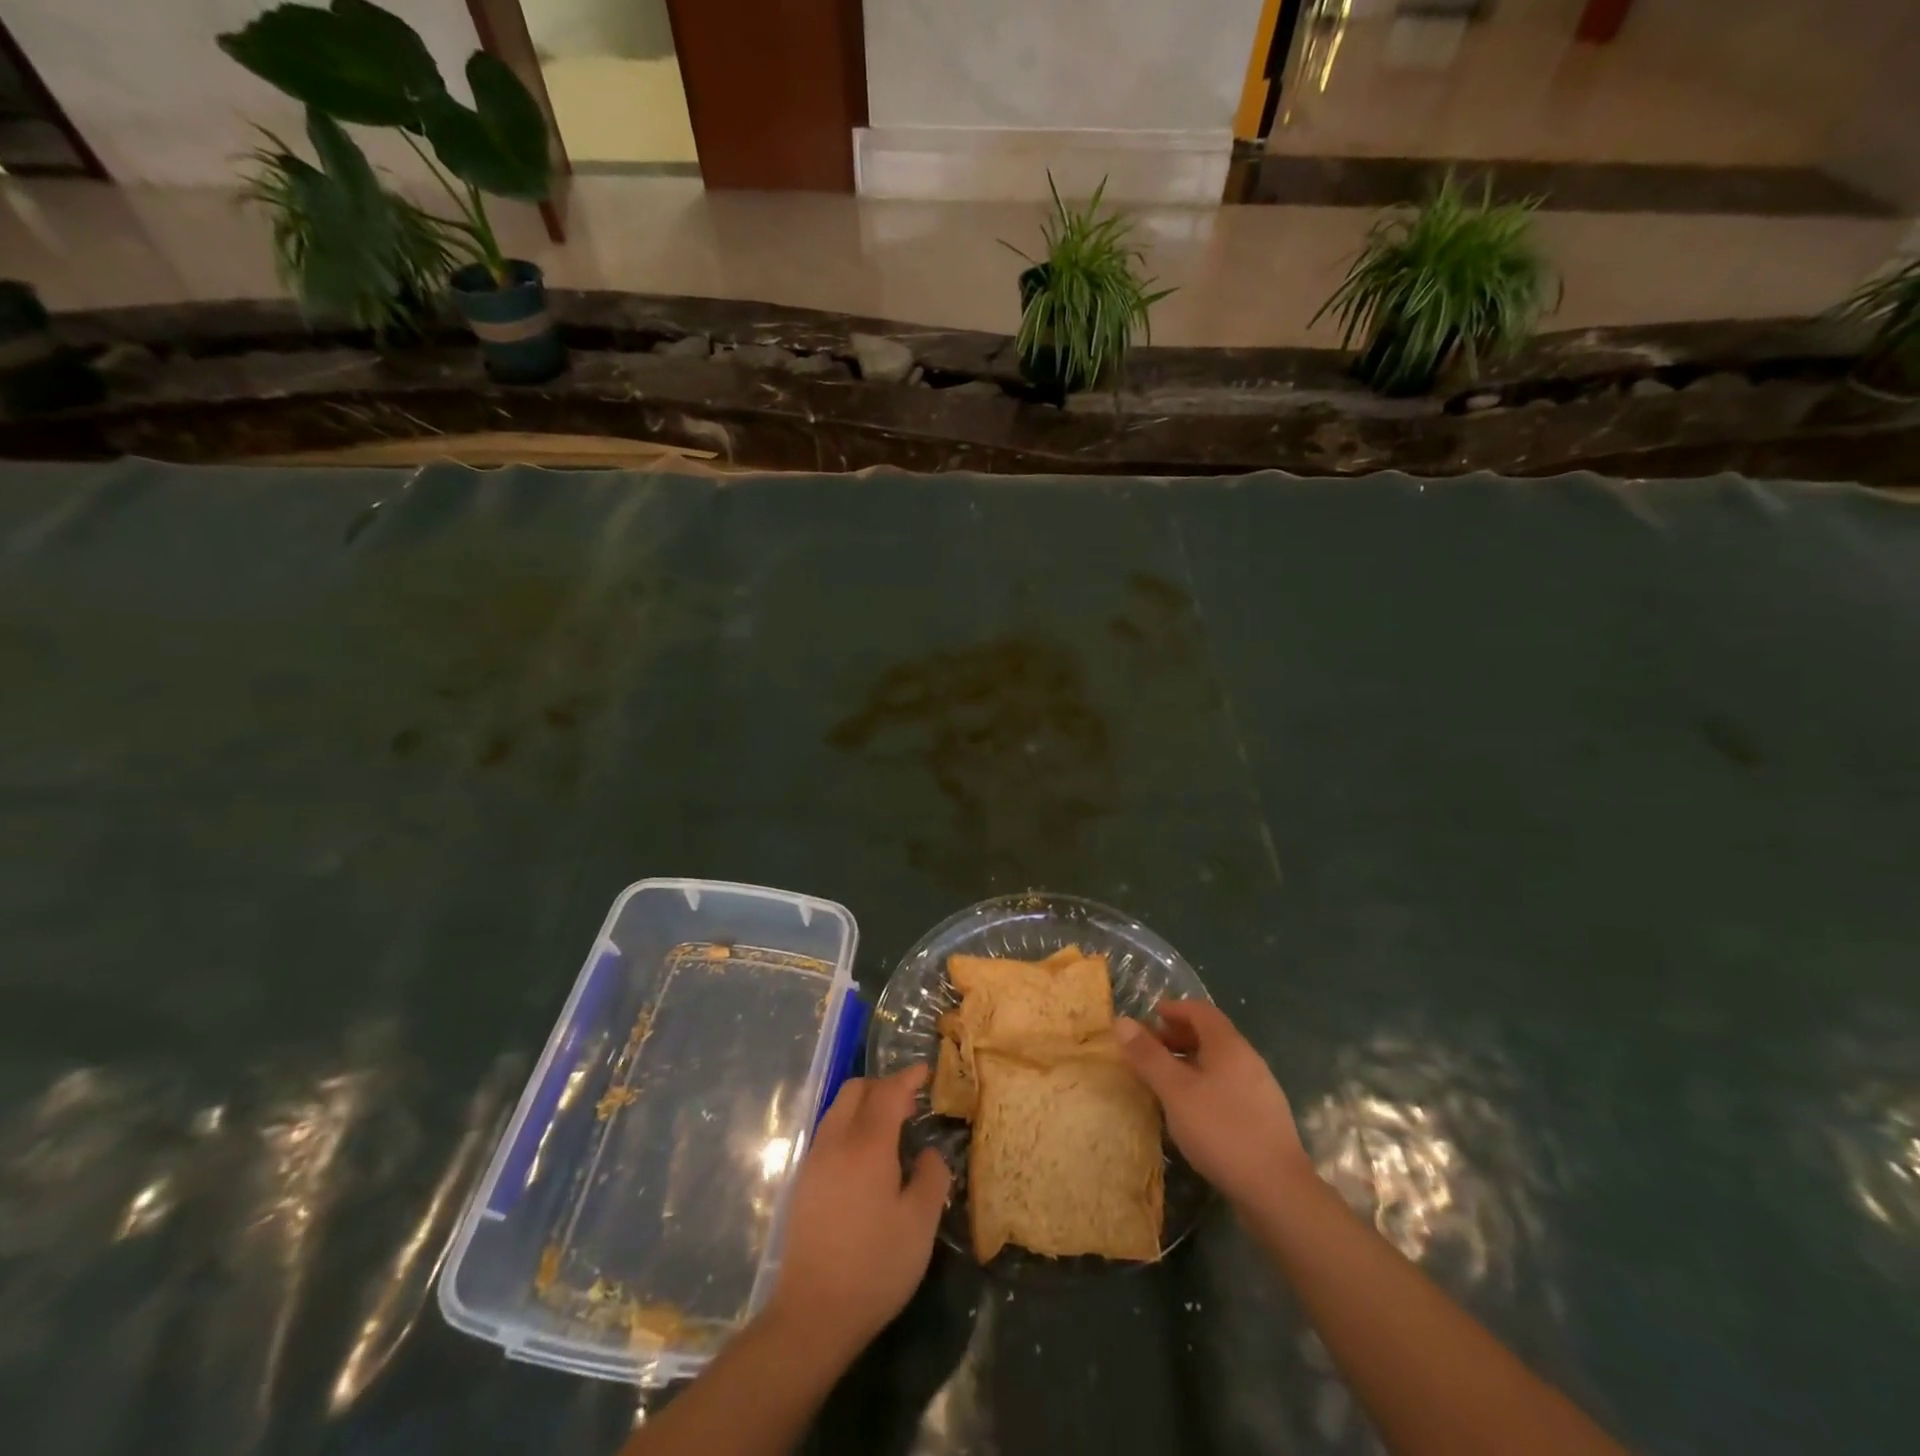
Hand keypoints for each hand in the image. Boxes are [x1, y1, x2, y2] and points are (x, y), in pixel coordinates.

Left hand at [764, 1066, 951, 1358]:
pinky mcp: (802, 1183)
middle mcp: (836, 1142)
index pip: (889, 1091)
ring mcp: (814, 1161)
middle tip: (910, 1104)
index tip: (927, 1071)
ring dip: (864, 1105)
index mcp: (867, 1144)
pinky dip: (849, 1127)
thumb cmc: (874, 1267)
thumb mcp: (920, 1224)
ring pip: (838, 1110)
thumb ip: (930, 1177)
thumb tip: (927, 1153)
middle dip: (884, 1086)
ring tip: (889, 1129)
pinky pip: (828, 1133)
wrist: (812, 1315)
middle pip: (856, 1090)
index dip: (909, 1077)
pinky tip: (865, 1159)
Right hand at [1113, 1000, 1313, 1211]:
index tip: (1149, 1017)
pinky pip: (1228, 1086)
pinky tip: (1191, 1111)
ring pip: (1219, 1063)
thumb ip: (1148, 1056)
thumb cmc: (1221, 1131)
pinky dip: (1204, 1085)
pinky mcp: (1263, 1118)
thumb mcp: (1175, 1091)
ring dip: (1190, 1062)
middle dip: (1178, 1036)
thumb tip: (1121, 1021)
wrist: (1278, 1192)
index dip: (1174, 1009)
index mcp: (1229, 1046)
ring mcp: (1260, 1090)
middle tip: (1150, 1050)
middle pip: (1210, 1035)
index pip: (1200, 1010)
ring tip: (1165, 1081)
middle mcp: (1248, 1060)